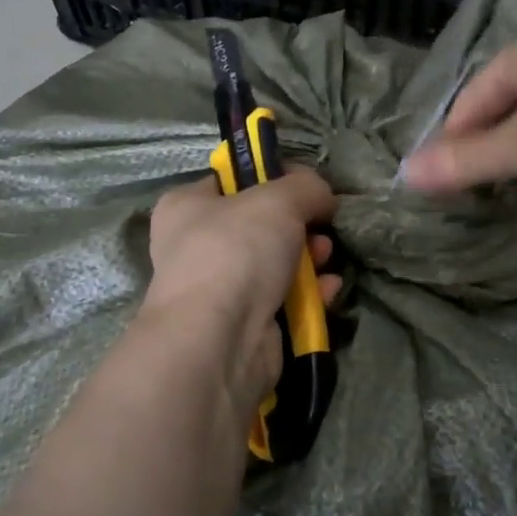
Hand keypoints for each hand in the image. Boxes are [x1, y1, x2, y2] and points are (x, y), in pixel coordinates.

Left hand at [141, 168, 341, 413]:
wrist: (220, 339)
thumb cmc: (236, 251)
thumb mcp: (279, 198)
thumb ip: (307, 187)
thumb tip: (322, 196)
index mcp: (186, 207)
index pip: (232, 180)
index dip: (272, 176)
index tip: (307, 183)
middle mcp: (197, 246)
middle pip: (261, 224)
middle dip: (299, 224)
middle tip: (321, 224)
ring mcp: (220, 289)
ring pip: (276, 263)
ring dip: (309, 259)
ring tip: (326, 257)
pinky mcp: (245, 325)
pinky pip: (285, 300)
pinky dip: (310, 294)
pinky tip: (330, 289)